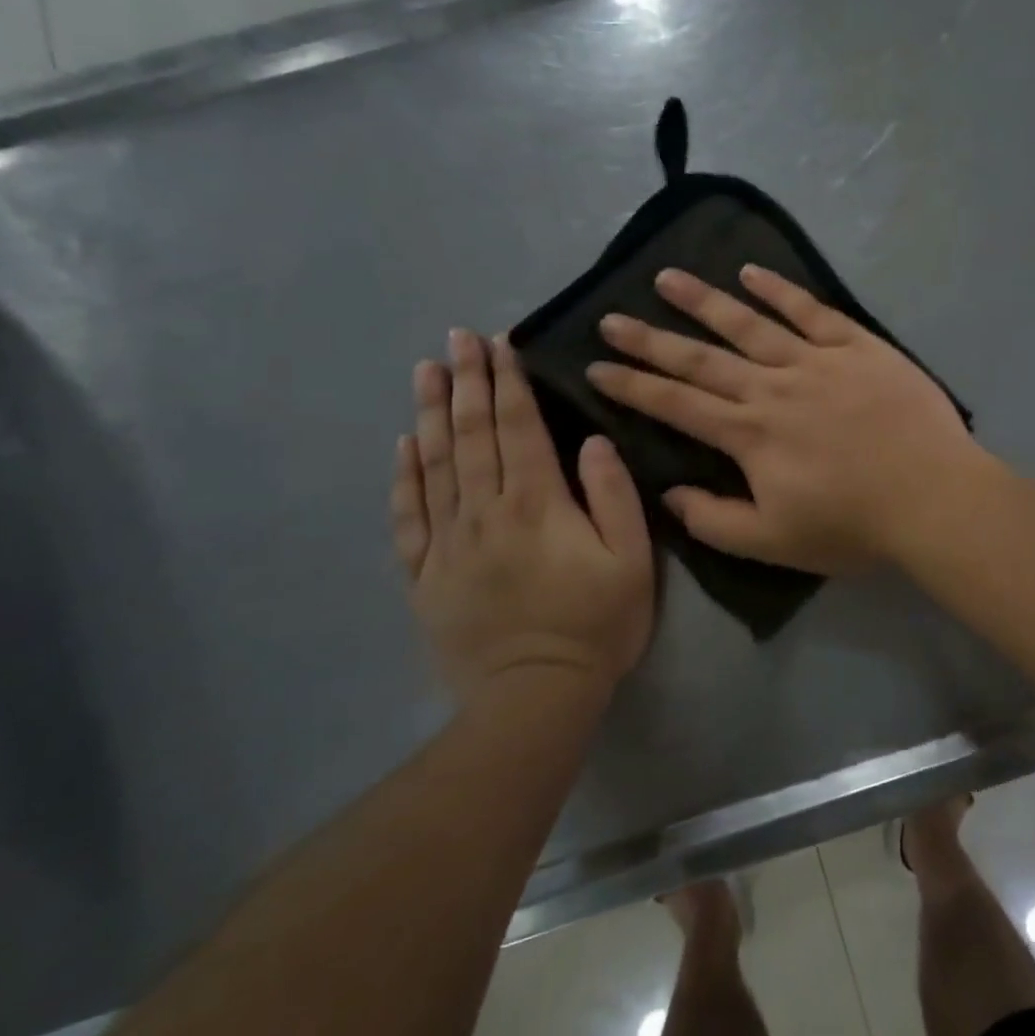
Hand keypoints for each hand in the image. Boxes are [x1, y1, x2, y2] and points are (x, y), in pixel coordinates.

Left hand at [393, 330, 653, 704]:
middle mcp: (485, 511)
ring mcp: (448, 542)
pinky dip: (404, 477)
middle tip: (457, 338)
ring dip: (429, 413)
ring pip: (434, 464)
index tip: (498, 343)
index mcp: (537, 503)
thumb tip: (592, 441)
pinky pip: (409, 516)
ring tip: (425, 371)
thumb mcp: (632, 560)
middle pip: (471, 434)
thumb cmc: (596, 624)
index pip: (518, 427)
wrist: (535, 696)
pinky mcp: (426, 575)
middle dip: (466, 381)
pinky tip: (402, 446)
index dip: (508, 382)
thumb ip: (614, 496)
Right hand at [586, 266, 985, 574]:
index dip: (633, 385)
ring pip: (748, 324)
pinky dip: (780, 290)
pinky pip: (811, 310)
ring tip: (668, 278)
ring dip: (704, 300)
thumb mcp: (774, 542)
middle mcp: (772, 387)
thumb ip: (715, 520)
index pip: (676, 404)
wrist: (933, 496)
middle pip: (701, 358)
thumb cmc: (854, 526)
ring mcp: (815, 361)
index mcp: (749, 434)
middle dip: (651, 339)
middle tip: (612, 317)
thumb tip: (670, 493)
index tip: (596, 366)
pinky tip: (752, 272)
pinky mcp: (857, 346)